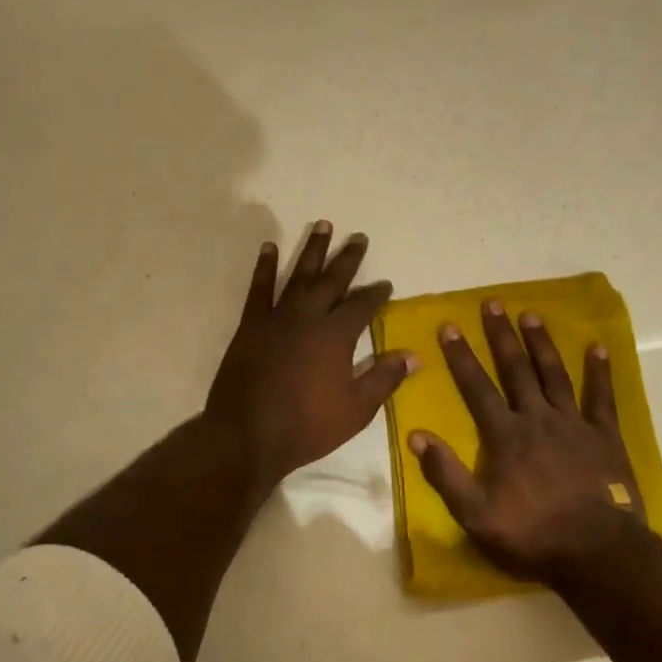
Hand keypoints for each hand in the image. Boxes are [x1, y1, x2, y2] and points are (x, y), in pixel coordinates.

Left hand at [205, 222, 417, 490]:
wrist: (247, 436)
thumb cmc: (308, 425)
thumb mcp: (357, 409)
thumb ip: (384, 378)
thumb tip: (414, 356)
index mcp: (336, 335)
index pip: (362, 305)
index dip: (376, 293)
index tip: (385, 284)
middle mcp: (308, 316)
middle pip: (332, 280)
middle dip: (348, 258)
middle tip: (358, 237)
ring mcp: (276, 318)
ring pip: (298, 275)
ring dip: (312, 250)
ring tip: (323, 225)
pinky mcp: (251, 326)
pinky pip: (259, 289)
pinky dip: (265, 267)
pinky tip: (270, 248)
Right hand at [409, 300, 645, 585]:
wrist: (596, 551)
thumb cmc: (532, 534)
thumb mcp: (476, 514)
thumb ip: (445, 474)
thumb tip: (416, 436)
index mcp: (505, 435)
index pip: (477, 388)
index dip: (461, 356)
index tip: (448, 326)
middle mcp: (537, 418)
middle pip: (516, 369)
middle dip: (501, 335)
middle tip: (493, 303)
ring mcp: (574, 424)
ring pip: (554, 374)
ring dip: (541, 343)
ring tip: (531, 314)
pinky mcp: (604, 435)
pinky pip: (602, 397)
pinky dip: (600, 371)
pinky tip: (598, 347)